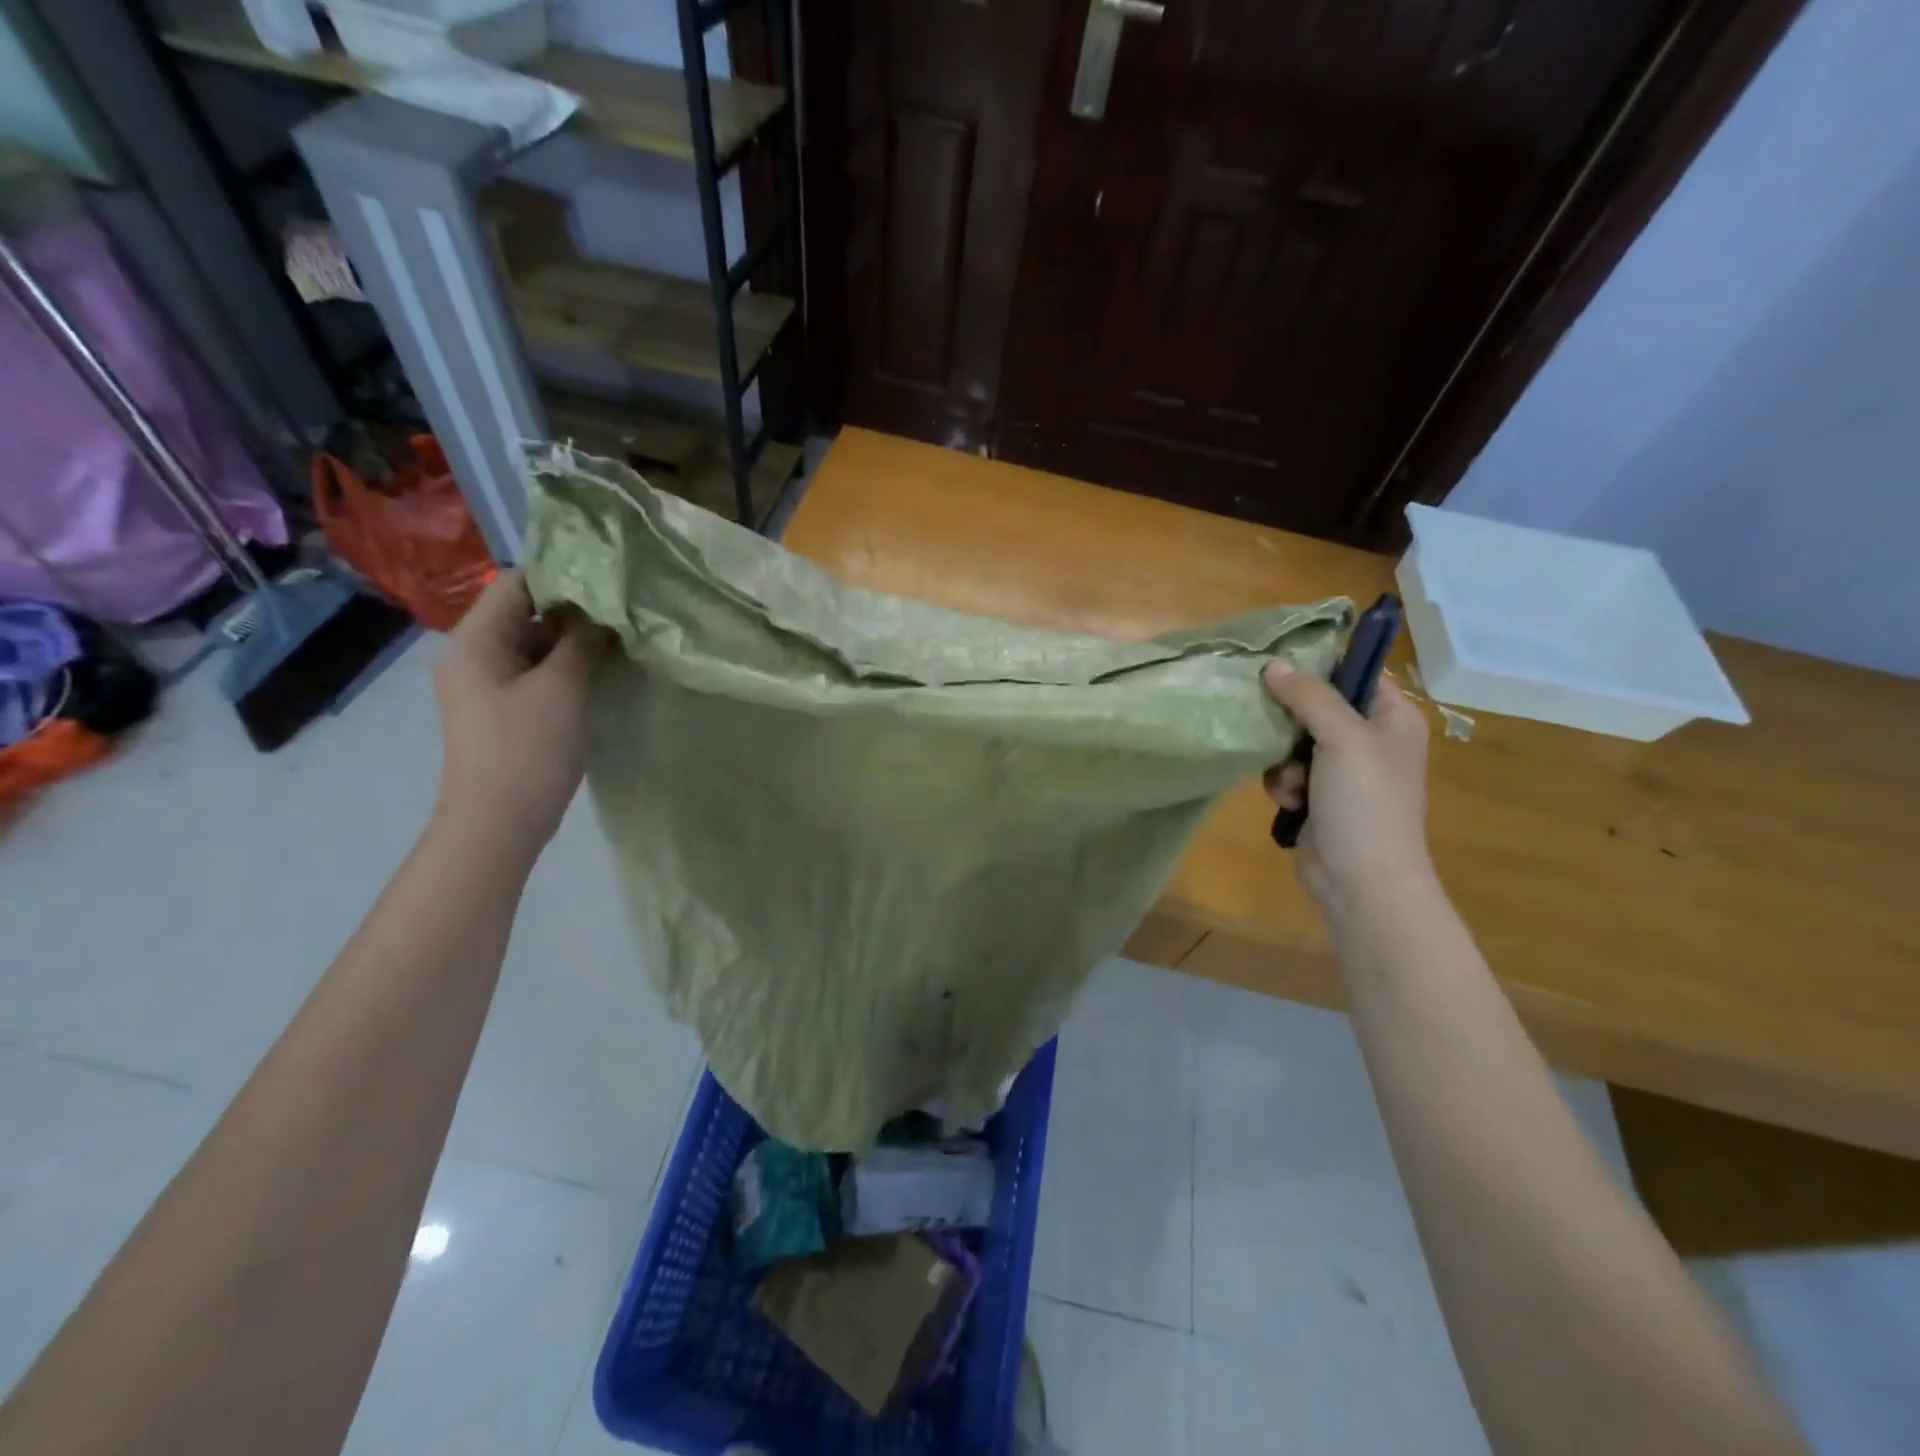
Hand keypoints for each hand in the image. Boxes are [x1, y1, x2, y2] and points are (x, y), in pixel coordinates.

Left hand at [433, 569, 604, 854]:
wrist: (498, 823)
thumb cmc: (528, 750)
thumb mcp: (562, 688)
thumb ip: (581, 641)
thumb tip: (600, 610)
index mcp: (476, 640)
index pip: (517, 582)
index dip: (563, 574)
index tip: (611, 578)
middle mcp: (474, 653)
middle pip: (525, 611)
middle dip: (574, 608)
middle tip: (626, 608)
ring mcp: (488, 682)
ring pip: (534, 642)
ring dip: (574, 639)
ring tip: (622, 636)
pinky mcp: (504, 707)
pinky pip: (536, 670)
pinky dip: (566, 664)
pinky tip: (602, 668)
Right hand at [1262, 660, 1435, 921]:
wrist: (1361, 879)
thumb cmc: (1365, 802)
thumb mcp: (1342, 738)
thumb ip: (1309, 697)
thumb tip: (1274, 663)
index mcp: (1392, 717)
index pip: (1355, 672)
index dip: (1319, 667)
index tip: (1279, 666)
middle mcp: (1370, 739)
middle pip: (1317, 706)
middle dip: (1290, 721)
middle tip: (1271, 723)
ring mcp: (1344, 771)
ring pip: (1294, 740)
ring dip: (1283, 759)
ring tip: (1290, 781)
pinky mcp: (1320, 797)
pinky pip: (1289, 772)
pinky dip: (1284, 784)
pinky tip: (1288, 801)